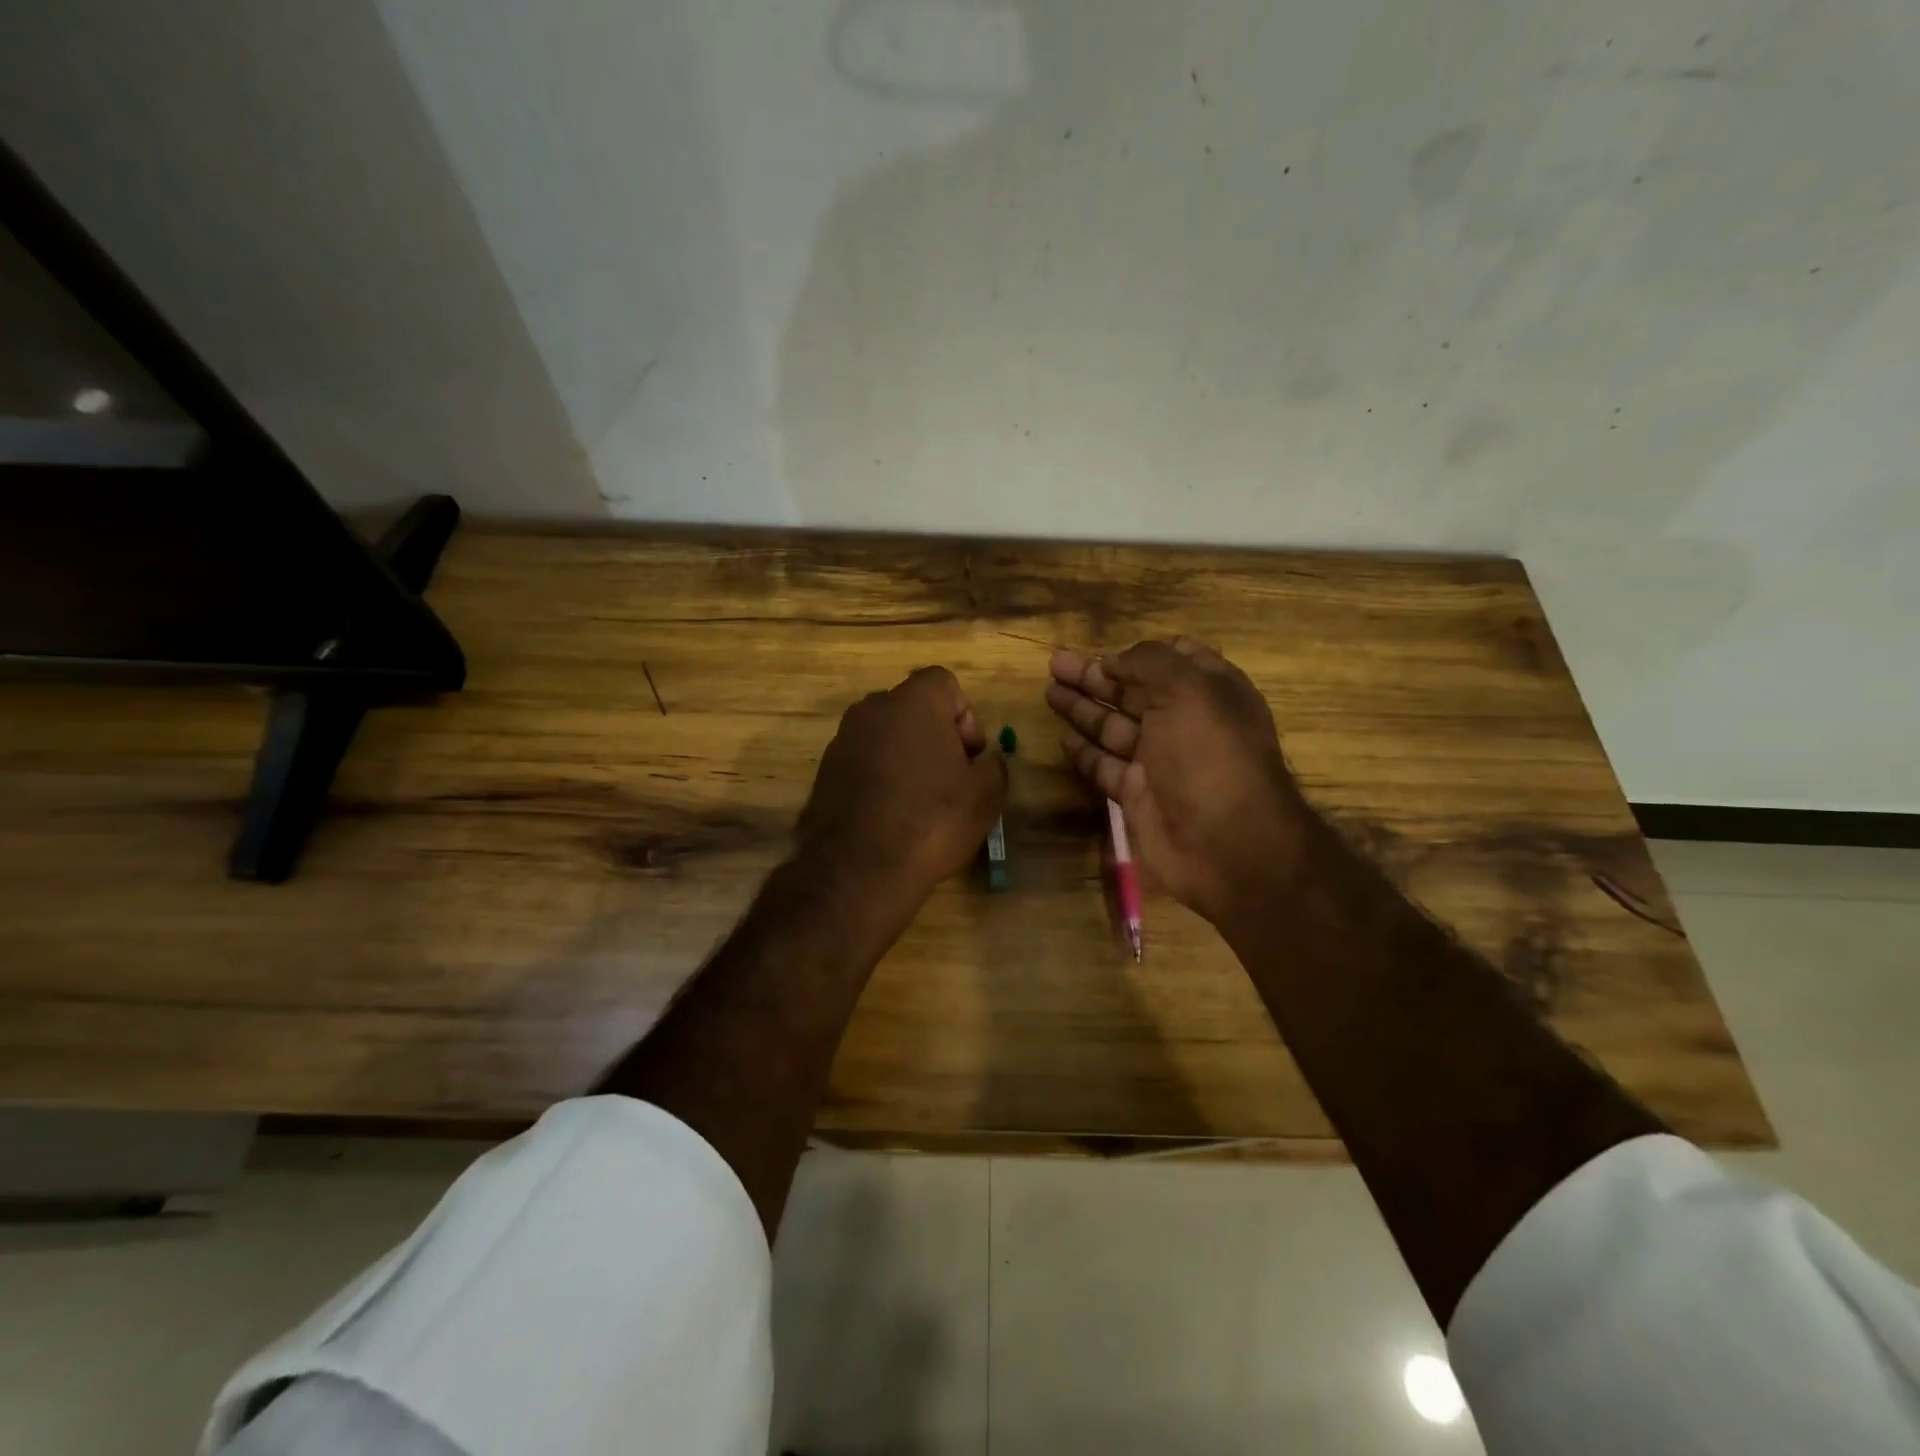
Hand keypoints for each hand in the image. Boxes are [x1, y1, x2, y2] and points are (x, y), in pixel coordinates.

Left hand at [797, 666, 1007, 910]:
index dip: (965, 716)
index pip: (944, 683)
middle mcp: (872, 709)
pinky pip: (863, 761)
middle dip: (935, 736)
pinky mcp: (824, 771)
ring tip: (920, 803)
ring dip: (906, 758)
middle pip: (913, 709)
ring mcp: (842, 739)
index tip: (969, 757)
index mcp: (913, 702)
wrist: (858, 869)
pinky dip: (880, 778)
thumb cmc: (932, 820)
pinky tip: (891, 816)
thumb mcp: (986, 796)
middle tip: (950, 779)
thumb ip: (994, 766)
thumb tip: (986, 762)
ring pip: (886, 736)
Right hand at [1046, 638, 1314, 927]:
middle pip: (1135, 692)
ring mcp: (1161, 762)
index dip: (1140, 654)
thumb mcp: (1188, 690)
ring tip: (1049, 690)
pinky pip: (1106, 767)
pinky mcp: (1139, 795)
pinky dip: (1085, 752)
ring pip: (1114, 727)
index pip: (1175, 660)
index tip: (1105, 650)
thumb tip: (1115, 661)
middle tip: (1055, 664)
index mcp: (1211, 692)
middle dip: (1096, 676)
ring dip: (1083, 708)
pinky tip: (1063, 736)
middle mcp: (1186, 722)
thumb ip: (1150, 663)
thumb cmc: (1210, 755)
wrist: (1225, 845)